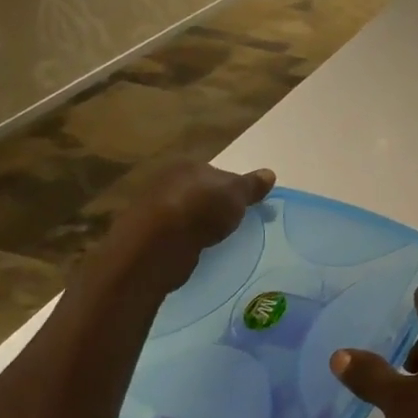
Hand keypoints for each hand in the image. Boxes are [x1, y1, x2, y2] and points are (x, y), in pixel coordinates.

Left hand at [95, 161, 275, 295]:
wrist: (157, 245)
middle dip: (213, 206)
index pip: (214, 173)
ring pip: (185, 214)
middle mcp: (167, 182)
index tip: (245, 206)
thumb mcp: (236, 194)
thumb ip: (252, 185)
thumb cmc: (201, 209)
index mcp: (188, 166)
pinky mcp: (147, 236)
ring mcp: (153, 209)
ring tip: (217, 240)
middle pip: (198, 192)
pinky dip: (185, 242)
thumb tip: (270, 173)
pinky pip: (174, 236)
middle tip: (232, 224)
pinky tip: (197, 251)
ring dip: (198, 225)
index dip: (231, 188)